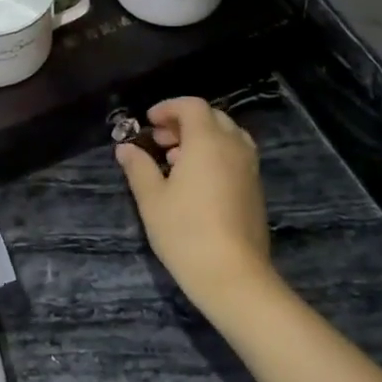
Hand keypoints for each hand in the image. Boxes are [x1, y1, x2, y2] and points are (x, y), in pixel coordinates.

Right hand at [117, 98, 278, 319]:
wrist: (233, 275)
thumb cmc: (185, 231)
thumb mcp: (152, 198)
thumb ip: (138, 167)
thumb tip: (125, 148)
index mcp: (207, 141)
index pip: (192, 106)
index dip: (168, 108)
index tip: (148, 123)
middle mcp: (233, 147)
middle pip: (212, 117)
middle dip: (184, 123)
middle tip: (159, 141)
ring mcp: (249, 168)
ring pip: (227, 137)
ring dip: (201, 139)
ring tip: (175, 161)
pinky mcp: (256, 189)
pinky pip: (235, 156)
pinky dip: (215, 155)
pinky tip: (195, 182)